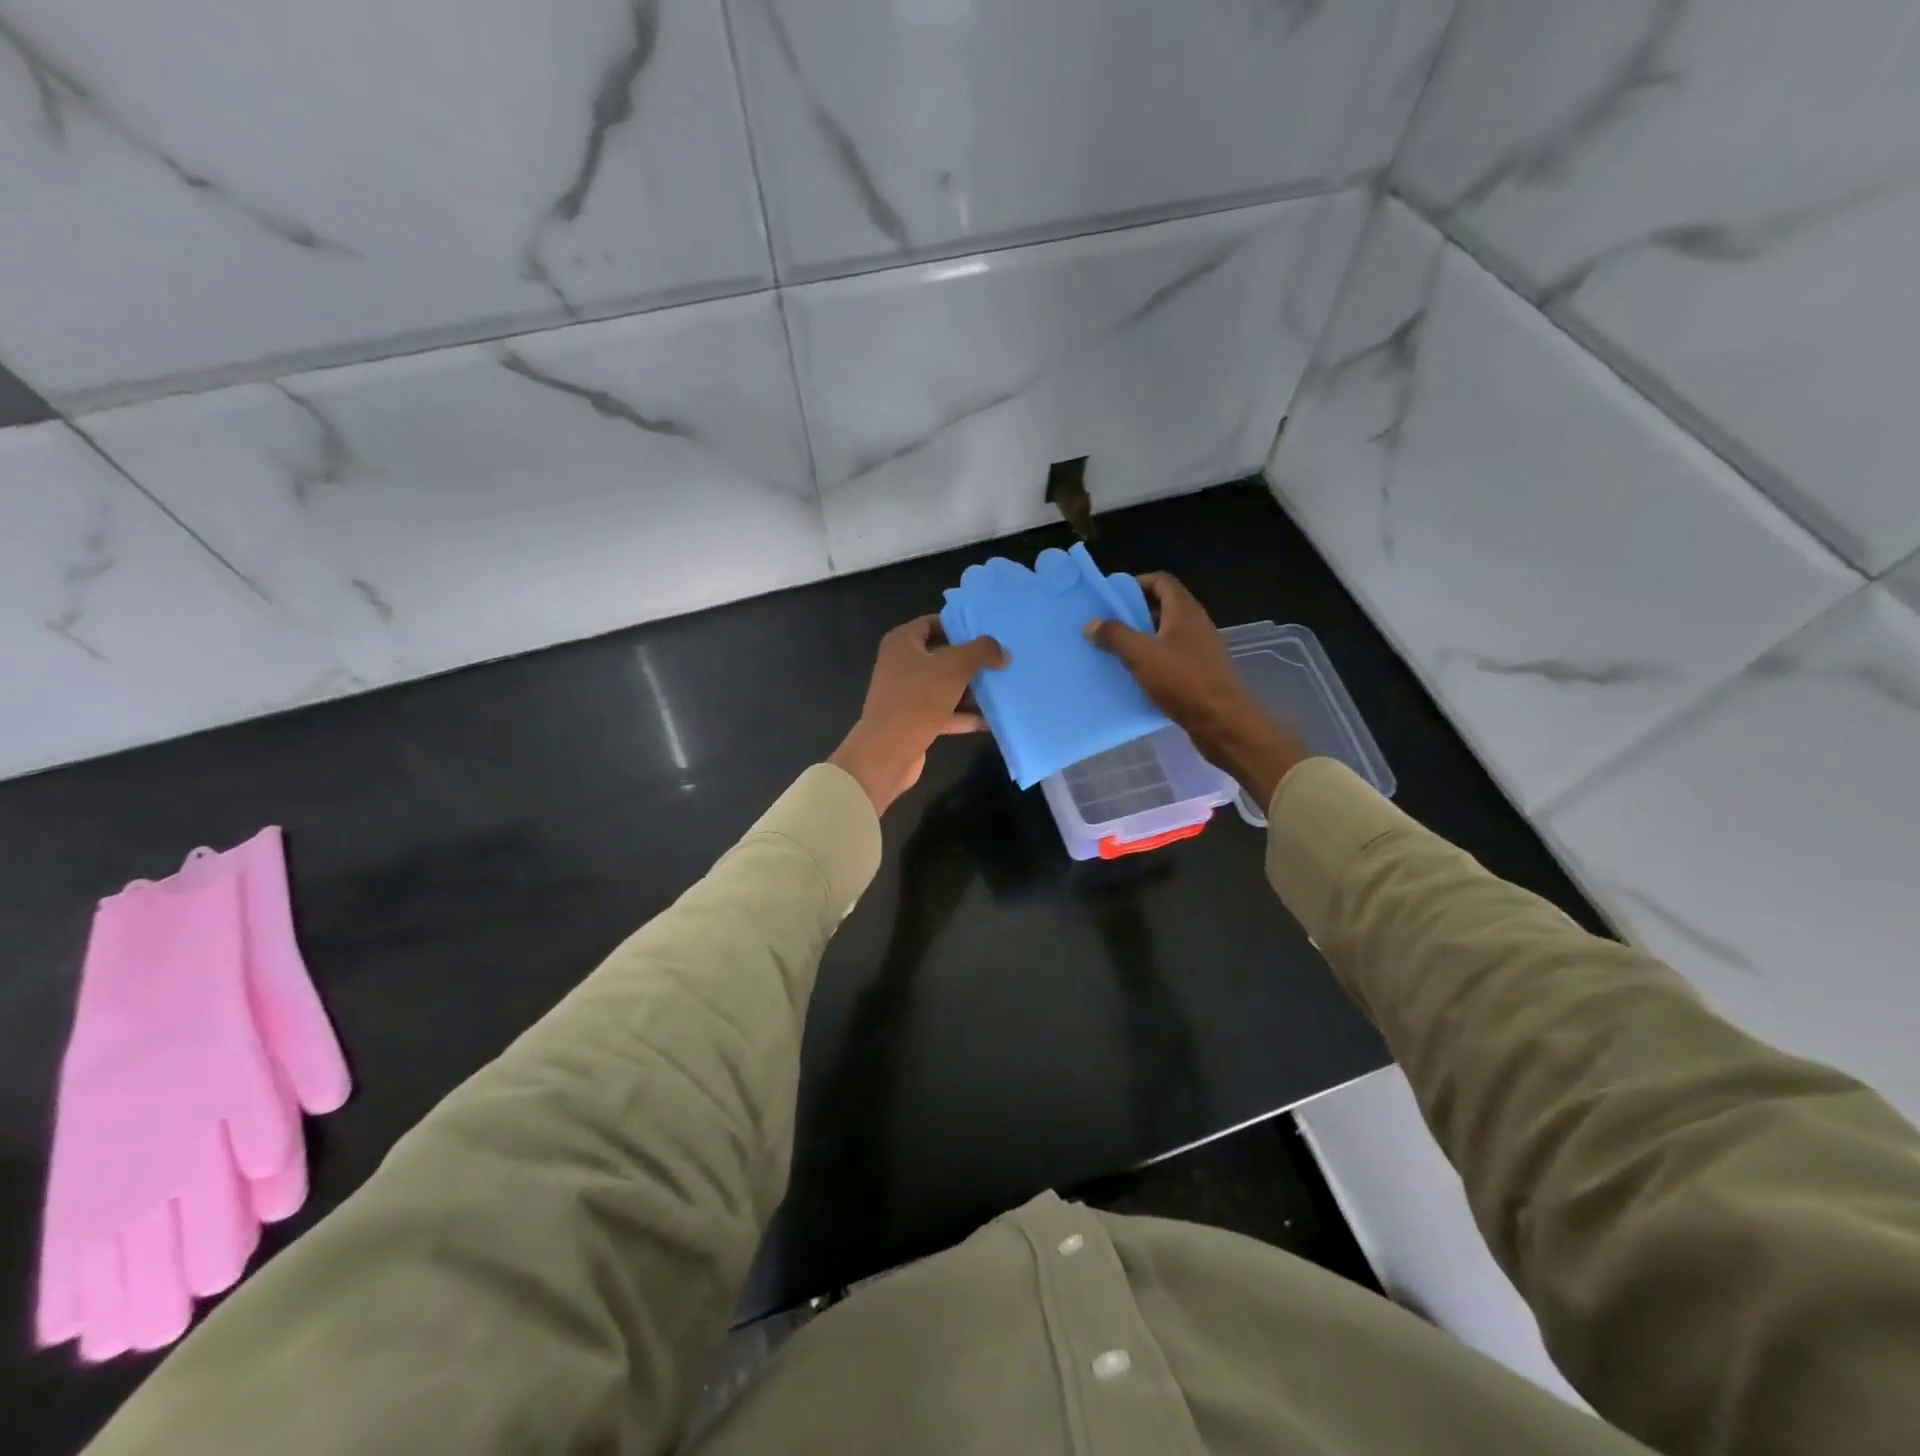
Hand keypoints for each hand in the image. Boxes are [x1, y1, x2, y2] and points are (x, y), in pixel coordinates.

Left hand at [830, 616, 1008, 813]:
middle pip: (943, 656)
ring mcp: (908, 694)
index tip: (989, 633)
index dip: (960, 626)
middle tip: (1002, 661)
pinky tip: (991, 719)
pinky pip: (945, 711)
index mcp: (902, 643)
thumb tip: (1003, 652)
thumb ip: (981, 653)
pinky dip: (965, 715)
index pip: (934, 623)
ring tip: (1004, 688)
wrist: (887, 752)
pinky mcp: (915, 720)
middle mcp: (902, 664)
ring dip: (972, 690)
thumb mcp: (953, 668)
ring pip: (946, 685)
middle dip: (972, 660)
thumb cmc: (917, 700)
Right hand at [1085, 572, 1307, 810]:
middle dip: (1133, 613)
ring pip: (1165, 634)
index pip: (1161, 581)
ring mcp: (1199, 649)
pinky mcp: (1199, 672)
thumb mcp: (1141, 655)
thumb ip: (1115, 635)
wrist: (1222, 722)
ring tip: (1113, 651)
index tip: (1110, 599)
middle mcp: (1195, 624)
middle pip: (1162, 606)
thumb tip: (1092, 623)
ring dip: (1140, 638)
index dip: (1135, 583)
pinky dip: (1151, 659)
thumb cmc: (1183, 681)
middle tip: (1106, 626)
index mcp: (1184, 611)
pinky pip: (1170, 656)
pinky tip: (1133, 675)